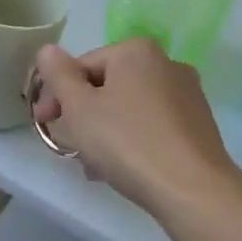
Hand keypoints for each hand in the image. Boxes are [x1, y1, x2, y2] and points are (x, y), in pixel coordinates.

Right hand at [31, 39, 241, 223]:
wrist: (193, 190)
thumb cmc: (127, 142)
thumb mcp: (79, 107)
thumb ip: (58, 75)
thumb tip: (48, 50)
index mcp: (135, 51)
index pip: (81, 66)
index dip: (56, 94)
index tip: (43, 122)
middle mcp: (166, 63)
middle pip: (105, 86)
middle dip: (80, 114)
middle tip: (65, 145)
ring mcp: (187, 95)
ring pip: (127, 107)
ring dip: (103, 130)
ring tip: (90, 164)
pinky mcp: (198, 125)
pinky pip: (151, 125)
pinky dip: (130, 139)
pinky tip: (119, 168)